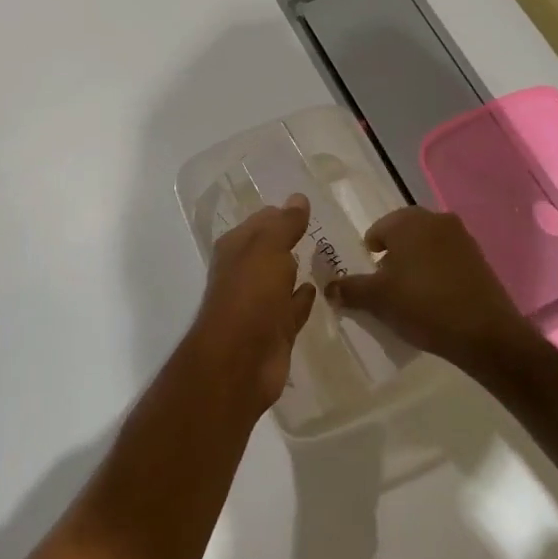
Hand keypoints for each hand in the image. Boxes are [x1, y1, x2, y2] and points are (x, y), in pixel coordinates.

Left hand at [191, 194, 316, 408]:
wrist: (241, 360)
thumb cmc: (250, 294)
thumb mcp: (268, 248)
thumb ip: (285, 223)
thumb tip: (298, 197)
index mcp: (236, 248)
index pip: (260, 221)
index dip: (280, 213)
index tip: (305, 206)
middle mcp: (243, 273)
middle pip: (269, 250)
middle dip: (288, 240)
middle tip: (318, 228)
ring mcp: (258, 304)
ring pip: (280, 279)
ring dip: (295, 269)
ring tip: (321, 256)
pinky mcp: (274, 331)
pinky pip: (291, 308)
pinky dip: (301, 298)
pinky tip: (316, 290)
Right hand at [329, 207, 527, 369]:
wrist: (485, 333)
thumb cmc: (423, 305)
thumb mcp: (378, 299)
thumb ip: (350, 289)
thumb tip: (329, 288)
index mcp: (408, 221)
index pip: (378, 229)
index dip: (370, 252)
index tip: (369, 275)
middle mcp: (436, 220)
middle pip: (404, 233)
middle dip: (393, 254)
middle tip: (386, 283)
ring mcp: (462, 237)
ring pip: (427, 244)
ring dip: (415, 261)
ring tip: (410, 292)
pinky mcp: (479, 258)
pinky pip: (447, 258)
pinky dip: (436, 271)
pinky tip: (434, 297)